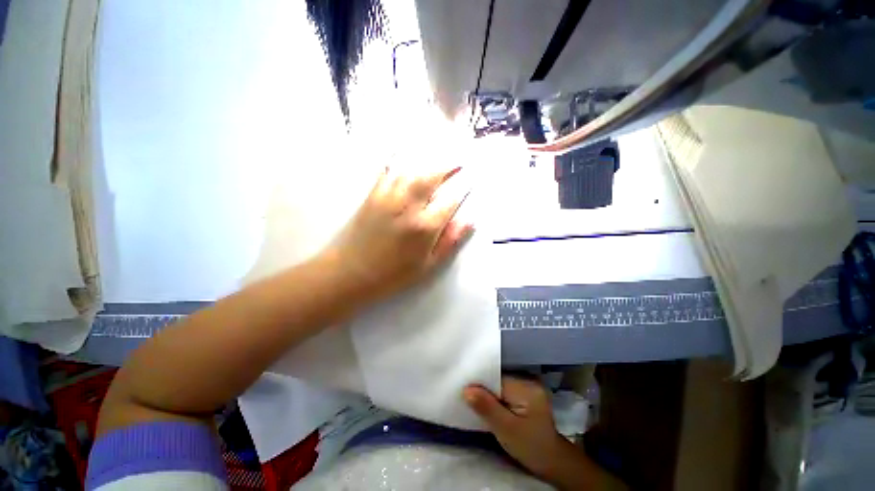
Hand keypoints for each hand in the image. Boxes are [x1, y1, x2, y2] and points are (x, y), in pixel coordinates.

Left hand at [326, 165, 471, 303]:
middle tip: (459, 159)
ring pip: (413, 169)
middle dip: (448, 165)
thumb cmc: (393, 274)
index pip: (451, 199)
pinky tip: (406, 150)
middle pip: (432, 176)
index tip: (472, 177)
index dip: (463, 186)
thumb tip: (470, 220)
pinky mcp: (373, 194)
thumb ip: (449, 241)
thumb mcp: (428, 266)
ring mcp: (389, 197)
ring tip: (440, 154)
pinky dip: (399, 157)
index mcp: (425, 227)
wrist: (350, 273)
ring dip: (429, 159)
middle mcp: (408, 206)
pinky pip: (388, 169)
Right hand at [464, 377, 566, 477]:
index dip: (479, 384)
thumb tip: (466, 389)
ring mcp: (528, 385)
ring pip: (500, 384)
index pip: (495, 378)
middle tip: (466, 398)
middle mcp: (528, 380)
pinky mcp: (526, 393)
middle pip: (497, 379)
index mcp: (526, 386)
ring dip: (488, 393)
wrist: (552, 462)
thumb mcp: (507, 430)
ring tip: (473, 401)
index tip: (463, 391)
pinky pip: (505, 390)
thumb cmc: (531, 447)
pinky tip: (488, 405)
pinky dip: (496, 397)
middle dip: (483, 389)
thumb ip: (487, 408)